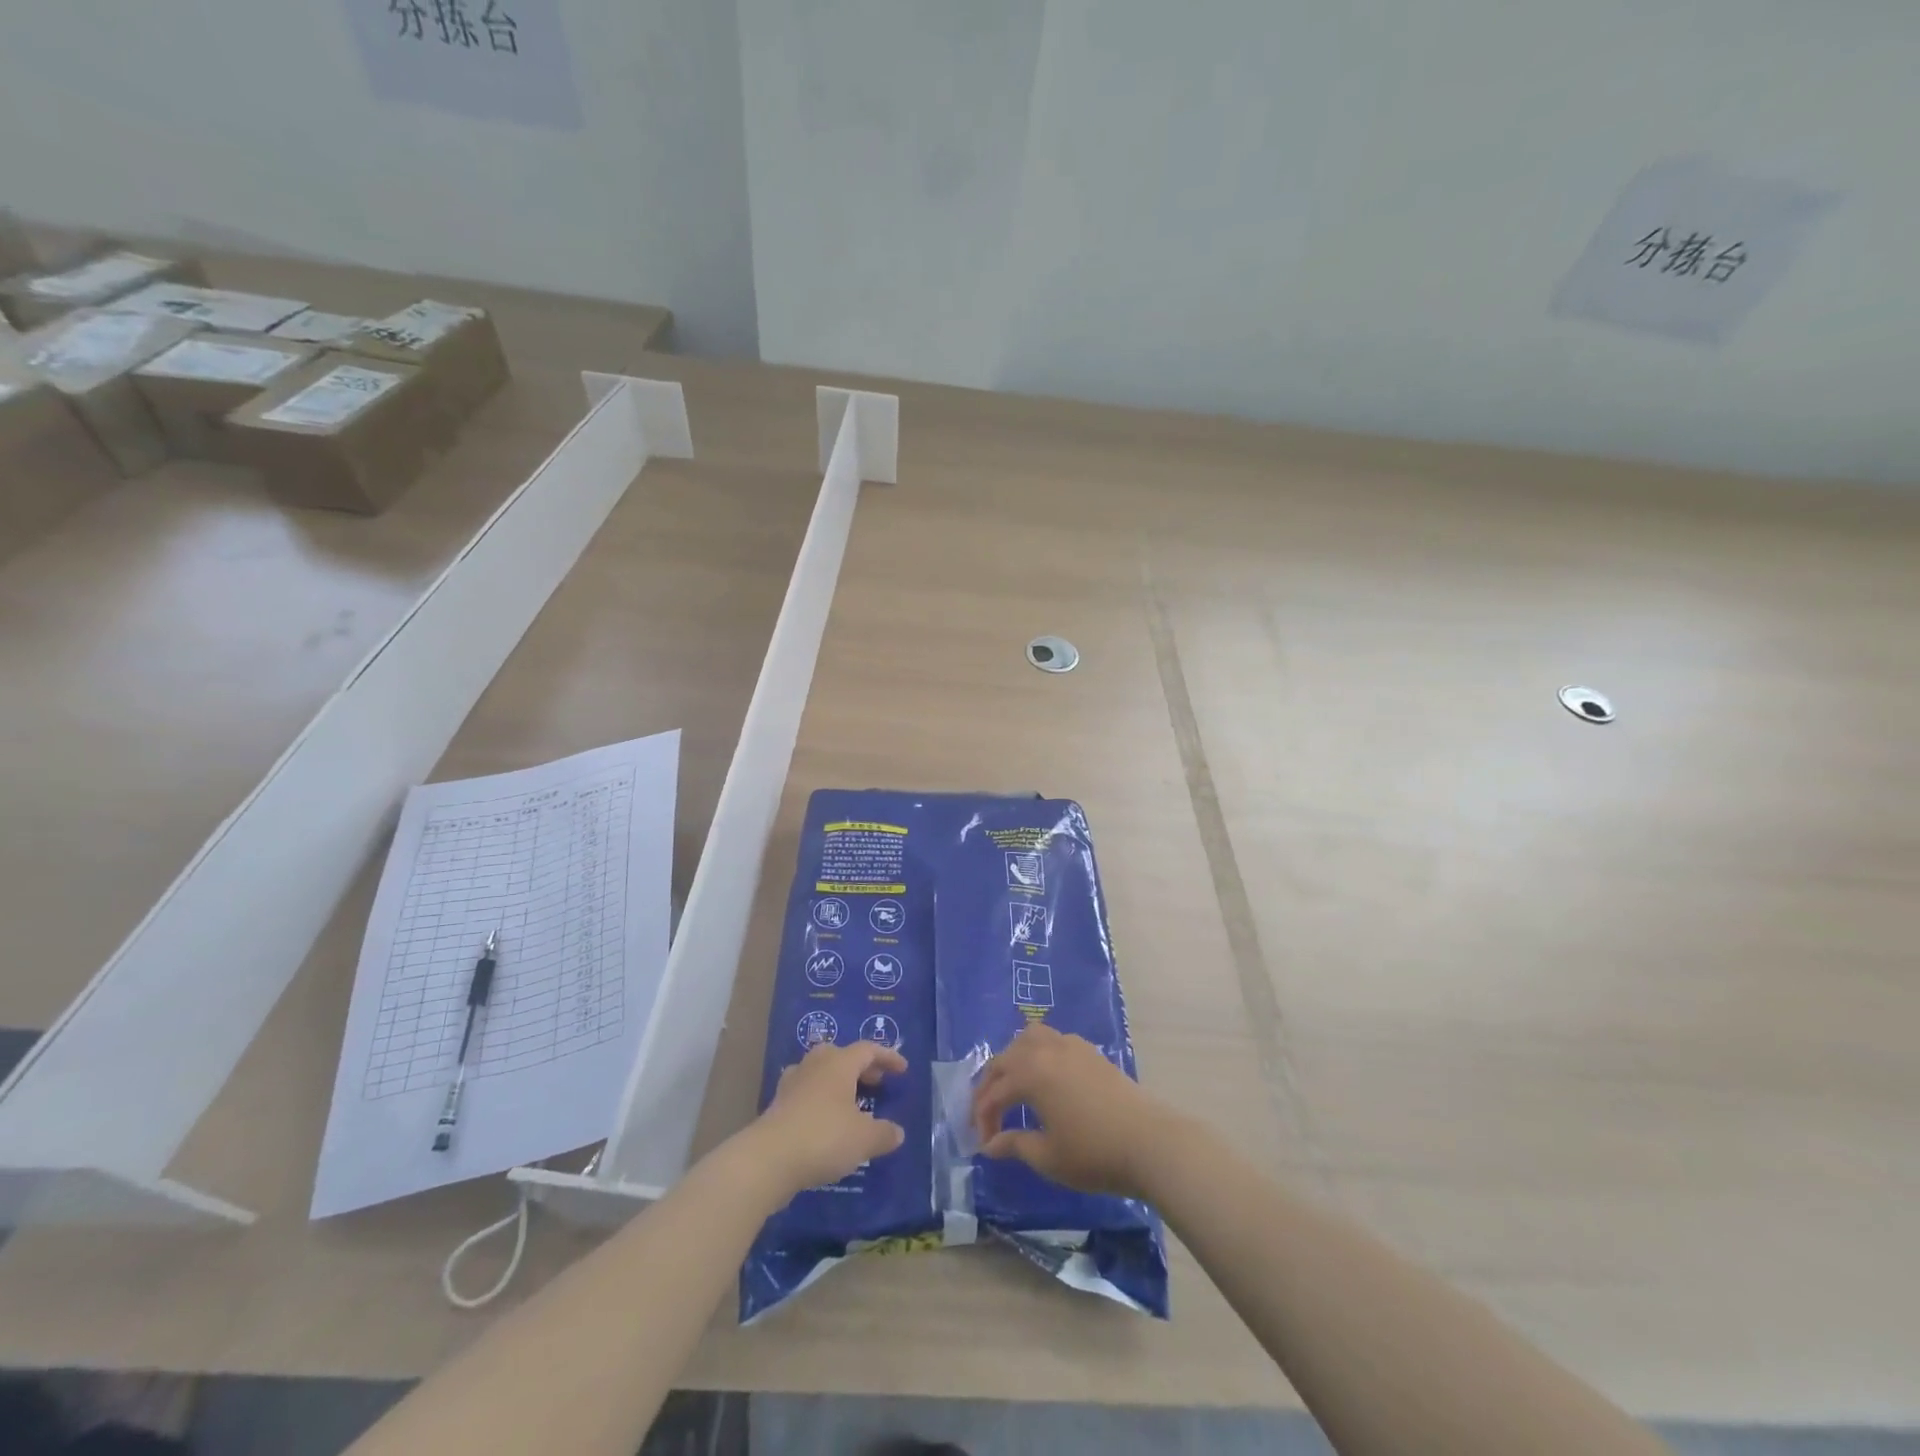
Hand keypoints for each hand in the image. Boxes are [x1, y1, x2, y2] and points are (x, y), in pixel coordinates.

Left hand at [745, 1041, 907, 1200]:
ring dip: (837, 1082)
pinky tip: (823, 1120)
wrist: (768, 1159)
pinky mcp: (777, 1105)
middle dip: (860, 1067)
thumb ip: (884, 1133)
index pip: (868, 1050)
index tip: (902, 1070)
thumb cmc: (823, 1138)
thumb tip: (897, 1132)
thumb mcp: (864, 1139)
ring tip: (849, 1102)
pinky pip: (805, 1092)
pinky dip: (818, 1100)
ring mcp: (792, 1083)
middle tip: (875, 1083)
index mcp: (839, 1063)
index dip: (887, 1057)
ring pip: (819, 1072)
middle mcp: (815, 1065)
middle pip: (841, 1055)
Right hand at [971, 1024, 1175, 1199]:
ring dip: (1013, 1059)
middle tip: (988, 1116)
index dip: (983, 1118)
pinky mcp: (1089, 1051)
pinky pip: (1052, 1040)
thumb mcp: (1048, 1157)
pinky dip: (1038, 1053)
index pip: (994, 1093)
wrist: (1149, 1142)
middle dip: (991, 1086)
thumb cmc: (1094, 1153)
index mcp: (1030, 1073)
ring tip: (1012, 1086)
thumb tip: (990, 1144)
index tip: (984, 1144)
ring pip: (1029, 1038)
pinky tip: (1044, 1077)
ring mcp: (1070, 1045)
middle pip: (1006, 1059)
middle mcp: (1046, 1050)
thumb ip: (1015, 1145)